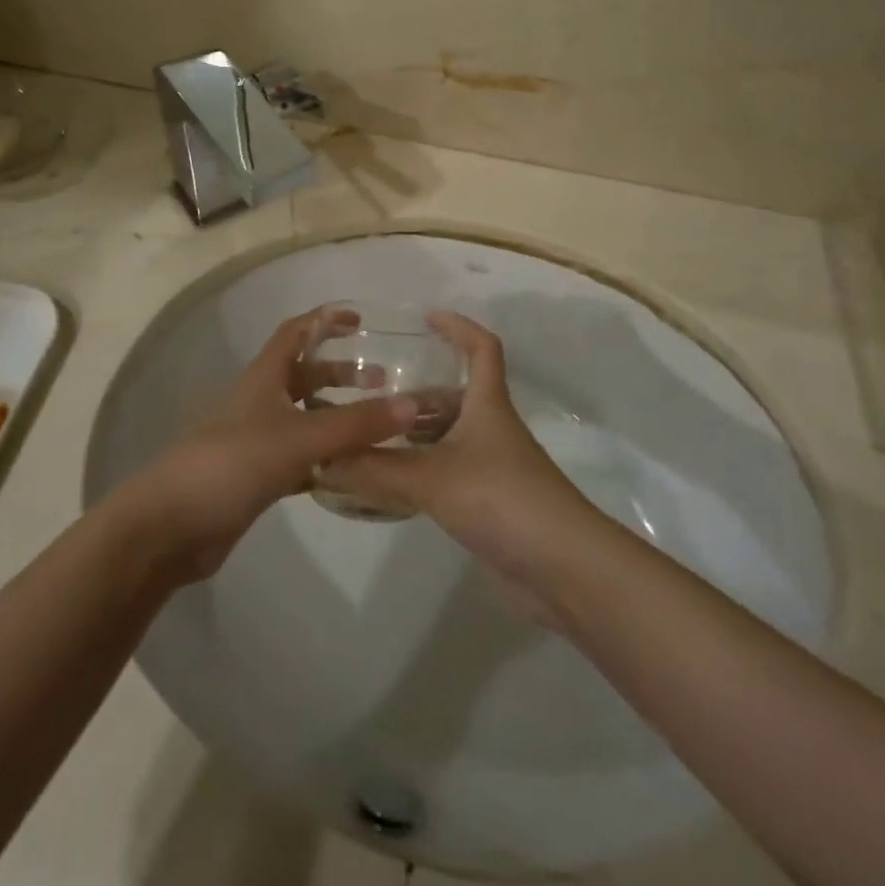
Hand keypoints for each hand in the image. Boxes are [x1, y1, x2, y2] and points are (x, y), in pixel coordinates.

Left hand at [112, 311, 416, 583]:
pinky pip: (300, 457)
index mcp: (264, 377)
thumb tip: (414, 405)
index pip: (295, 332)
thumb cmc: (232, 463)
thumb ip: (356, 424)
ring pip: (304, 417)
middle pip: (304, 375)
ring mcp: (256, 440)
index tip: (360, 320)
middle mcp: (260, 401)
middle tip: (383, 382)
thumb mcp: (299, 438)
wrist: (170, 526)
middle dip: (342, 374)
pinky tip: (353, 469)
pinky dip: (326, 457)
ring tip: (377, 427)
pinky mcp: (256, 476)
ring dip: (337, 416)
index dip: (325, 321)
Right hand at [315, 313, 591, 579]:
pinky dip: (421, 469)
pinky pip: (448, 471)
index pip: (481, 348)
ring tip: (369, 437)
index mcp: (487, 405)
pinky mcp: (489, 501)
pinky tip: (390, 482)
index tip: (425, 319)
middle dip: (416, 393)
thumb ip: (375, 469)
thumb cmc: (502, 499)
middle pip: (454, 395)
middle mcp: (491, 428)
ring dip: (414, 434)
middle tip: (370, 395)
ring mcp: (492, 466)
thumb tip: (322, 459)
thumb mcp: (432, 479)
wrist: (563, 567)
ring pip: (448, 436)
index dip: (457, 327)